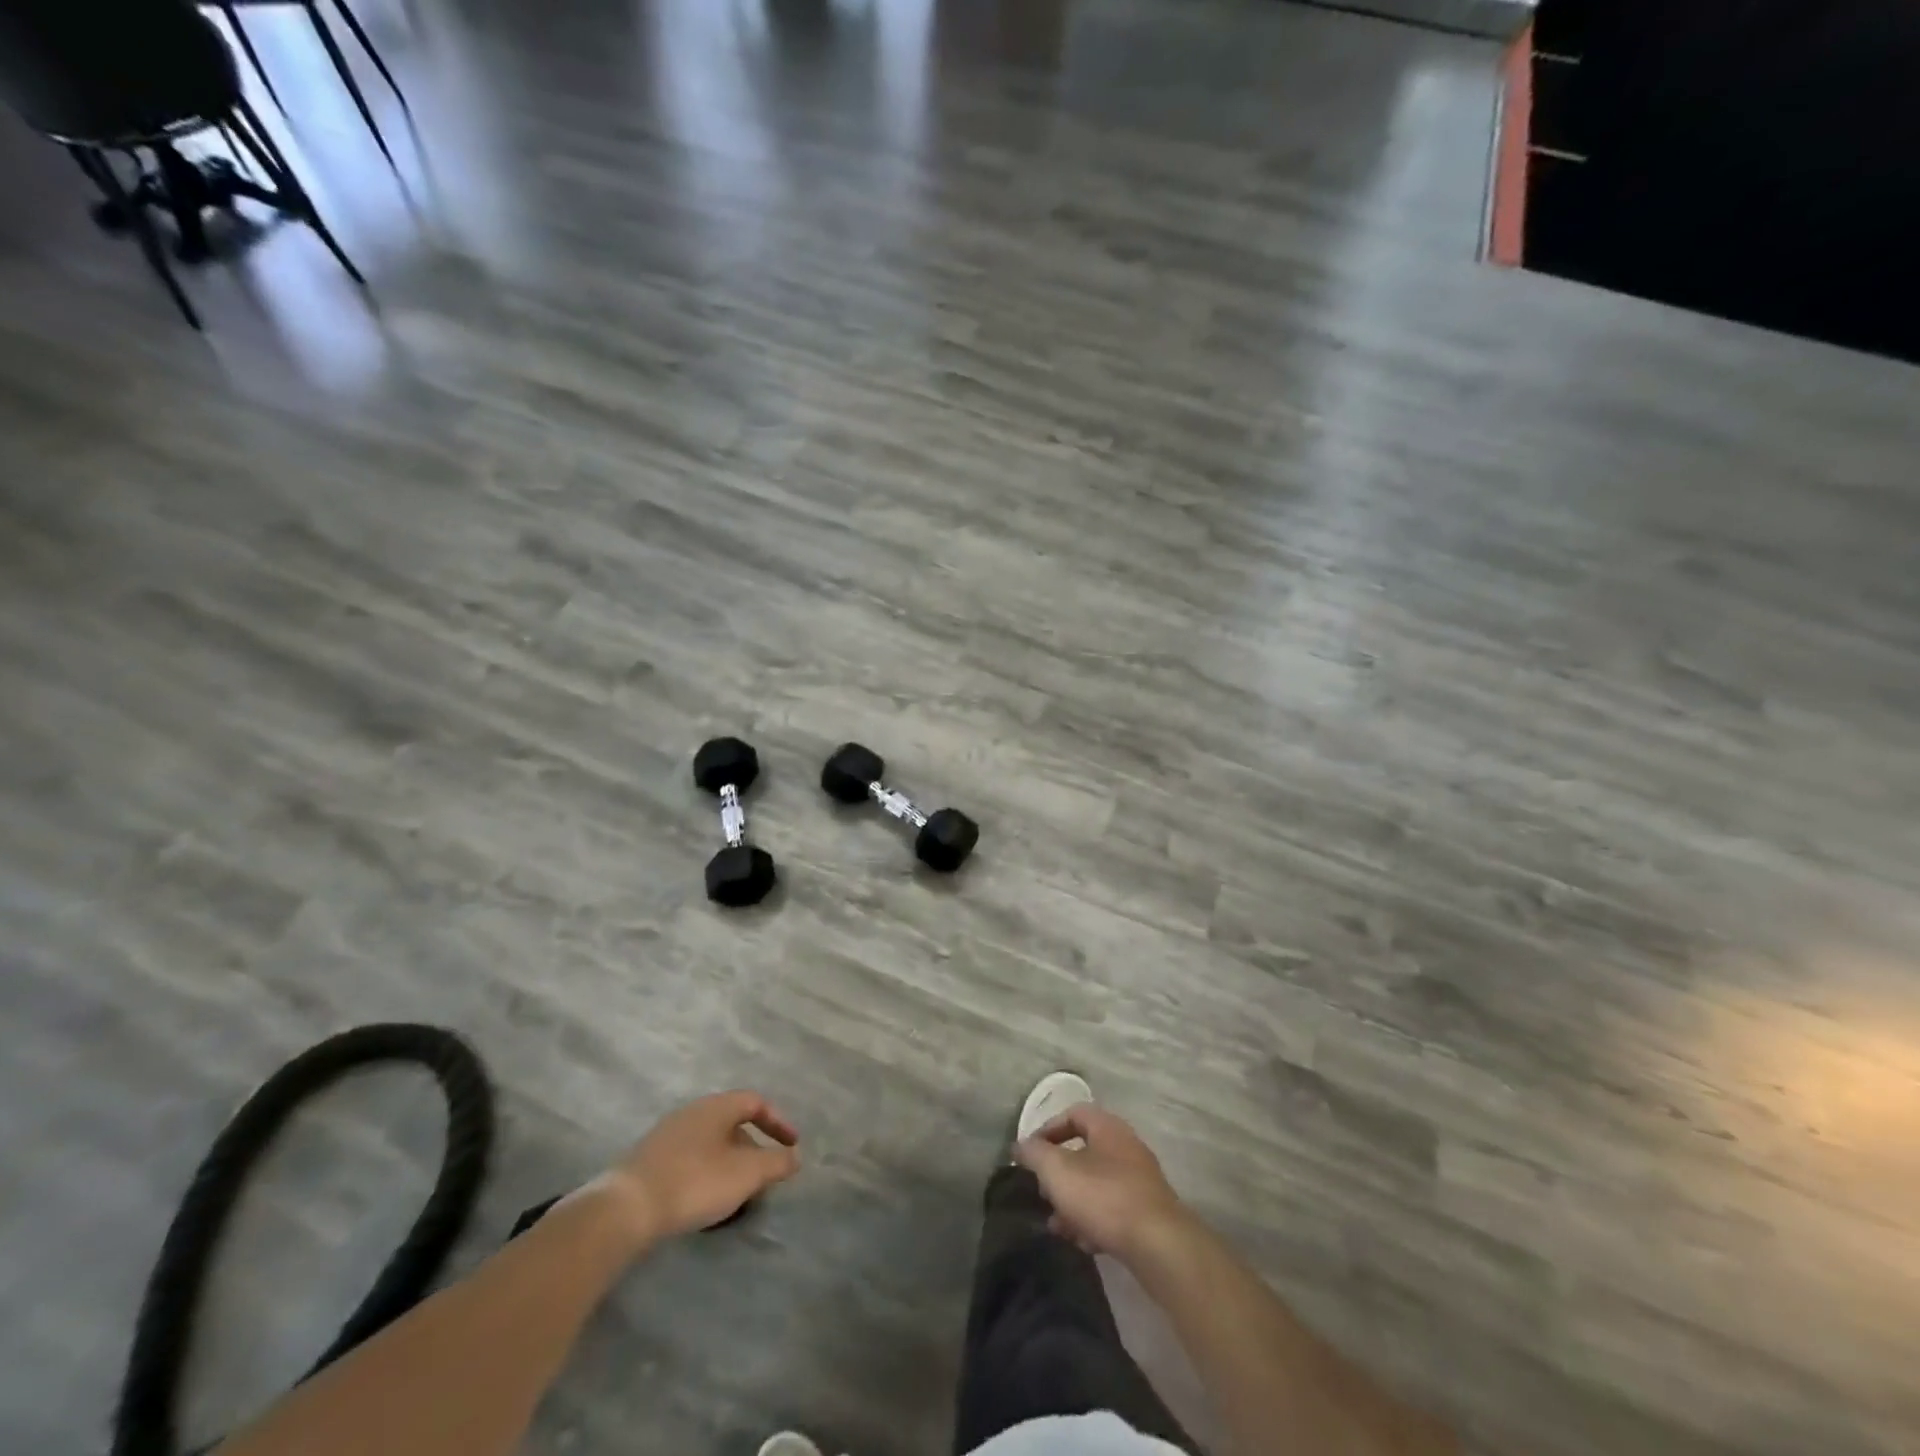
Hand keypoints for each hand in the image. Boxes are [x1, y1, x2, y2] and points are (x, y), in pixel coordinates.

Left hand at [597, 1090, 800, 1244]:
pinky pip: (689, 1158)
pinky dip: (706, 1172)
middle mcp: (692, 1111)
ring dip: (729, 1163)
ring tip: (736, 1193)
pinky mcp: (648, 1160)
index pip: (755, 1102)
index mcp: (717, 1106)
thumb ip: (776, 1163)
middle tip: (763, 1175)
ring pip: (710, 1142)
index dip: (778, 1122)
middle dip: (753, 1147)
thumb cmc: (694, 1182)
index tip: (792, 1146)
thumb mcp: (746, 1174)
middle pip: (732, 1122)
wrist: (626, 1208)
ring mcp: (666, 1134)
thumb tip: (795, 1157)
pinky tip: (704, 1200)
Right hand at [1014, 1104, 1189, 1262]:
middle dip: (1059, 1172)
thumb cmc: (1104, 1197)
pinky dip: (1094, 1221)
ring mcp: (1141, 1180)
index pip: (1074, 1114)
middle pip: (1085, 1151)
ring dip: (1074, 1200)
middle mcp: (1127, 1147)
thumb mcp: (1058, 1171)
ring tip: (1057, 1225)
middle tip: (1042, 1191)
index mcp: (1108, 1128)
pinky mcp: (1148, 1213)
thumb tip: (1021, 1145)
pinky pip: (1113, 1209)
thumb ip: (1035, 1154)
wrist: (1159, 1245)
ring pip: (1097, 1183)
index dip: (1048, 1129)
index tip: (1030, 1153)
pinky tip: (1082, 1242)